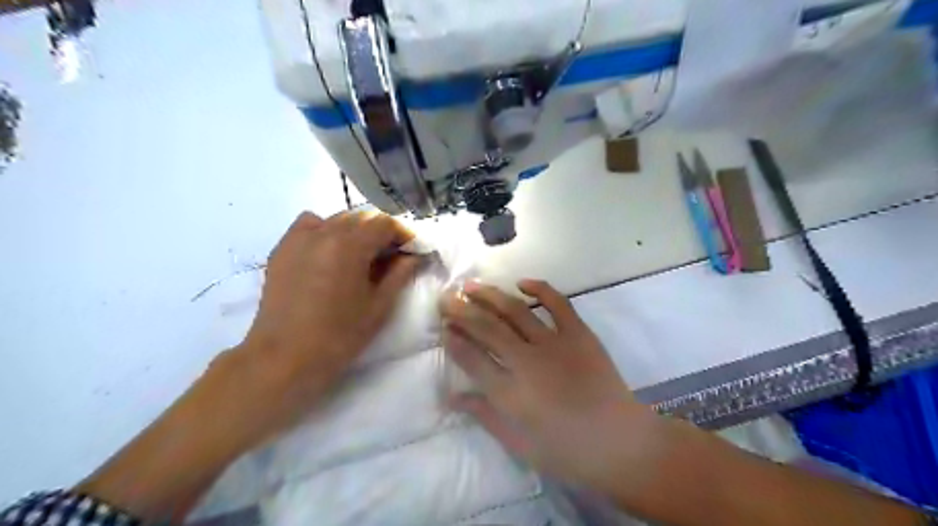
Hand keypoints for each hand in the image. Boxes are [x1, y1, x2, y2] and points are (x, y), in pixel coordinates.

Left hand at [218, 210, 415, 444]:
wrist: (284, 357)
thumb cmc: (339, 336)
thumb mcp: (379, 306)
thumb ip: (400, 274)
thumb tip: (414, 256)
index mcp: (350, 245)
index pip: (384, 223)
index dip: (403, 233)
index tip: (412, 250)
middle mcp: (324, 231)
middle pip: (362, 217)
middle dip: (382, 232)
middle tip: (393, 255)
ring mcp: (299, 238)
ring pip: (337, 219)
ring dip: (357, 231)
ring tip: (362, 255)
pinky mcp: (282, 249)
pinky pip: (310, 225)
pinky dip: (326, 230)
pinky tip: (330, 252)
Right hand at [445, 282, 661, 494]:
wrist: (621, 444)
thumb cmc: (568, 452)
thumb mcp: (519, 445)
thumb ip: (485, 416)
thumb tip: (452, 397)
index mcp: (511, 394)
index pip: (472, 359)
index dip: (454, 340)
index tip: (443, 327)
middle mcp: (527, 362)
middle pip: (487, 329)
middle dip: (462, 311)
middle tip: (446, 298)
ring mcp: (555, 344)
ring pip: (515, 311)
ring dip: (490, 295)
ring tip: (471, 286)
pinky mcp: (579, 334)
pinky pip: (558, 303)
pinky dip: (540, 289)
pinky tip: (522, 283)